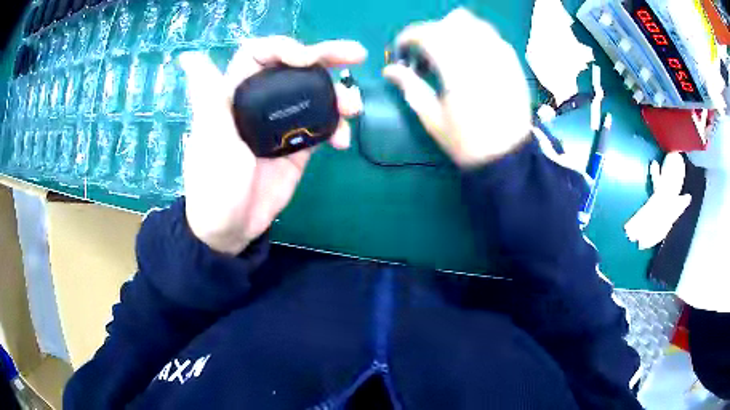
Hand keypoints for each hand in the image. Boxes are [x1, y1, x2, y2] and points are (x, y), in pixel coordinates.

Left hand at [179, 37, 365, 254]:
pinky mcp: (298, 145)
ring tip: (353, 107)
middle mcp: (261, 102)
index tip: (306, 59)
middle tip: (355, 55)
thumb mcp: (210, 138)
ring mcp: (282, 123)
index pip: (260, 55)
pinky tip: (342, 141)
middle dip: (325, 57)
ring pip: (314, 94)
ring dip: (338, 95)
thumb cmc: (214, 184)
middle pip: (294, 67)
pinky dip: (336, 128)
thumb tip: (187, 56)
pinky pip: (322, 126)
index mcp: (235, 94)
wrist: (232, 229)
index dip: (283, 48)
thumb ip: (208, 95)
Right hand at [383, 8, 531, 167]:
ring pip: (475, 24)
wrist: (507, 157)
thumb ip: (411, 87)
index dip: (409, 36)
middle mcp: (480, 57)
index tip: (402, 48)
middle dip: (431, 32)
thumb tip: (389, 70)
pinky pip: (494, 37)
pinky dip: (478, 37)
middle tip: (424, 53)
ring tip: (449, 50)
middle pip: (450, 24)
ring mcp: (501, 58)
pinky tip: (472, 55)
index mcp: (456, 71)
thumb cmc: (466, 142)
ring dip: (455, 30)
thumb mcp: (432, 119)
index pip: (428, 35)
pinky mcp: (514, 64)